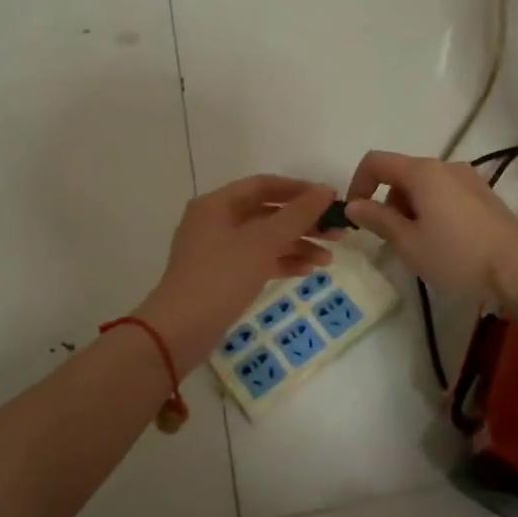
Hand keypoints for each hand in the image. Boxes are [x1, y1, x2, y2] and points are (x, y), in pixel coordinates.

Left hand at [135, 176, 338, 371]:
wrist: (180, 331)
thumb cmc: (221, 277)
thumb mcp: (262, 243)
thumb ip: (297, 215)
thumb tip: (325, 190)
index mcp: (218, 204)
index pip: (264, 185)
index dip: (300, 190)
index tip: (331, 199)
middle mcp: (216, 221)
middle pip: (267, 213)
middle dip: (303, 222)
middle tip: (337, 233)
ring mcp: (218, 250)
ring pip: (265, 239)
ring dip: (297, 245)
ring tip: (329, 259)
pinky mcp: (222, 276)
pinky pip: (258, 260)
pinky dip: (282, 263)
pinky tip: (308, 271)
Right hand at [343, 150, 517, 303]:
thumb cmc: (457, 255)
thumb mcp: (408, 242)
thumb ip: (378, 219)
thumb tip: (354, 205)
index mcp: (422, 172)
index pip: (376, 162)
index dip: (358, 184)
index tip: (356, 216)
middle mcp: (445, 166)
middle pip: (401, 174)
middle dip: (388, 203)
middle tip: (393, 240)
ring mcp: (468, 179)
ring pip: (424, 186)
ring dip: (411, 210)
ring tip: (420, 247)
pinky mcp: (484, 195)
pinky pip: (445, 194)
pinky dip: (433, 211)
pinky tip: (444, 244)